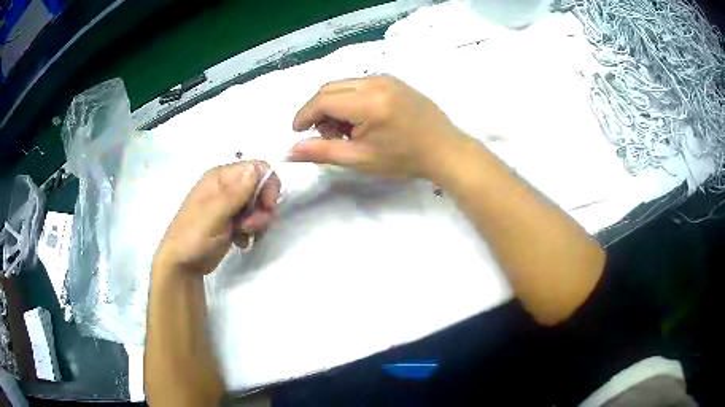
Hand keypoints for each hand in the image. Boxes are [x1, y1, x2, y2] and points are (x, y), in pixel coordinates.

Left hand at [153, 161, 280, 274]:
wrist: (182, 265)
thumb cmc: (194, 236)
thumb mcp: (214, 213)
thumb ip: (235, 192)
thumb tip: (256, 168)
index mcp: (219, 177)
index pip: (255, 168)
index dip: (267, 184)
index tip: (268, 206)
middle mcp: (226, 187)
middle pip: (259, 187)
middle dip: (262, 207)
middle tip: (252, 226)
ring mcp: (228, 205)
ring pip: (258, 205)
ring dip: (257, 221)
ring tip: (244, 234)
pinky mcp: (231, 222)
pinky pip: (252, 220)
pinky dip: (251, 231)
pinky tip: (241, 241)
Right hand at [290, 76, 465, 178]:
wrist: (445, 150)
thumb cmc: (404, 159)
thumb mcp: (360, 159)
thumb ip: (322, 152)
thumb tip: (290, 151)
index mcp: (368, 101)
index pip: (322, 100)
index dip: (304, 115)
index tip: (297, 132)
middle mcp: (376, 82)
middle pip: (330, 88)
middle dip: (319, 110)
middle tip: (326, 135)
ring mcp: (387, 78)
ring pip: (344, 84)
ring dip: (334, 104)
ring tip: (347, 131)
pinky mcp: (394, 80)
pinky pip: (360, 84)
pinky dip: (350, 99)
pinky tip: (361, 119)